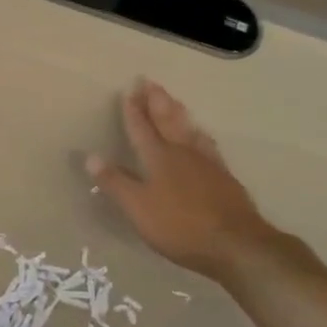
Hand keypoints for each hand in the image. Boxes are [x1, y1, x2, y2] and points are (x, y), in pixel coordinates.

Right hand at [86, 79, 287, 285]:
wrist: (236, 244)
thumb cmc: (180, 226)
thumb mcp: (138, 208)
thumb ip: (115, 182)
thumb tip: (90, 156)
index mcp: (159, 158)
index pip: (141, 129)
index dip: (133, 111)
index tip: (128, 91)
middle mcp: (183, 153)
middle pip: (168, 121)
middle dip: (157, 102)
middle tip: (151, 82)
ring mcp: (207, 164)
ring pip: (189, 130)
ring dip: (178, 113)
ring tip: (174, 101)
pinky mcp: (225, 177)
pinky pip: (208, 145)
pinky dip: (200, 135)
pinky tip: (202, 137)